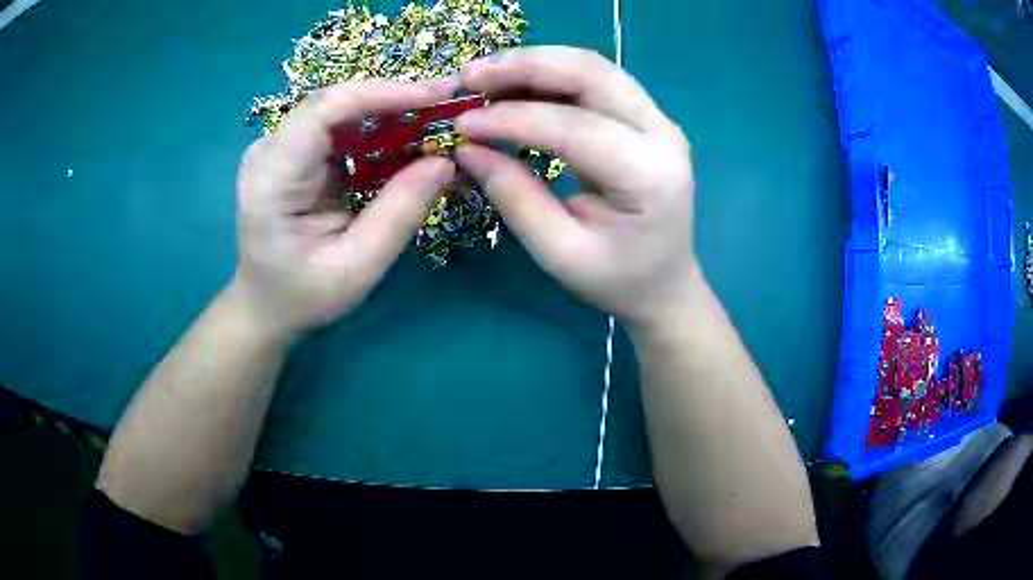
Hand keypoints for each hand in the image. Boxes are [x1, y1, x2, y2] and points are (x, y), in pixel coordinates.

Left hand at [230, 80, 457, 336]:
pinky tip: (409, 140)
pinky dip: (379, 131)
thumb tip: (446, 162)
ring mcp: (279, 147)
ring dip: (392, 113)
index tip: (437, 95)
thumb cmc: (303, 296)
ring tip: (438, 122)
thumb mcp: (355, 268)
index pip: (325, 110)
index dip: (382, 93)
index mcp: (272, 178)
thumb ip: (398, 214)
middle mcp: (270, 150)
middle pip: (336, 103)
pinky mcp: (293, 152)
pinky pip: (341, 128)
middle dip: (395, 99)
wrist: (265, 306)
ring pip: (342, 110)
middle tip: (450, 104)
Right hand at [454, 47, 696, 327]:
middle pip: (592, 74)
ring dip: (536, 64)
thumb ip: (515, 198)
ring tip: (484, 76)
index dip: (512, 118)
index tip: (461, 123)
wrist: (665, 283)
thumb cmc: (617, 280)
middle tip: (469, 75)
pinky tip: (514, 86)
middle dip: (526, 66)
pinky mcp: (645, 118)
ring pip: (593, 68)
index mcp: (649, 176)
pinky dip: (550, 76)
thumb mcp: (560, 253)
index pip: (575, 127)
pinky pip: (595, 81)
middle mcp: (662, 134)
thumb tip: (468, 149)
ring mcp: (658, 121)